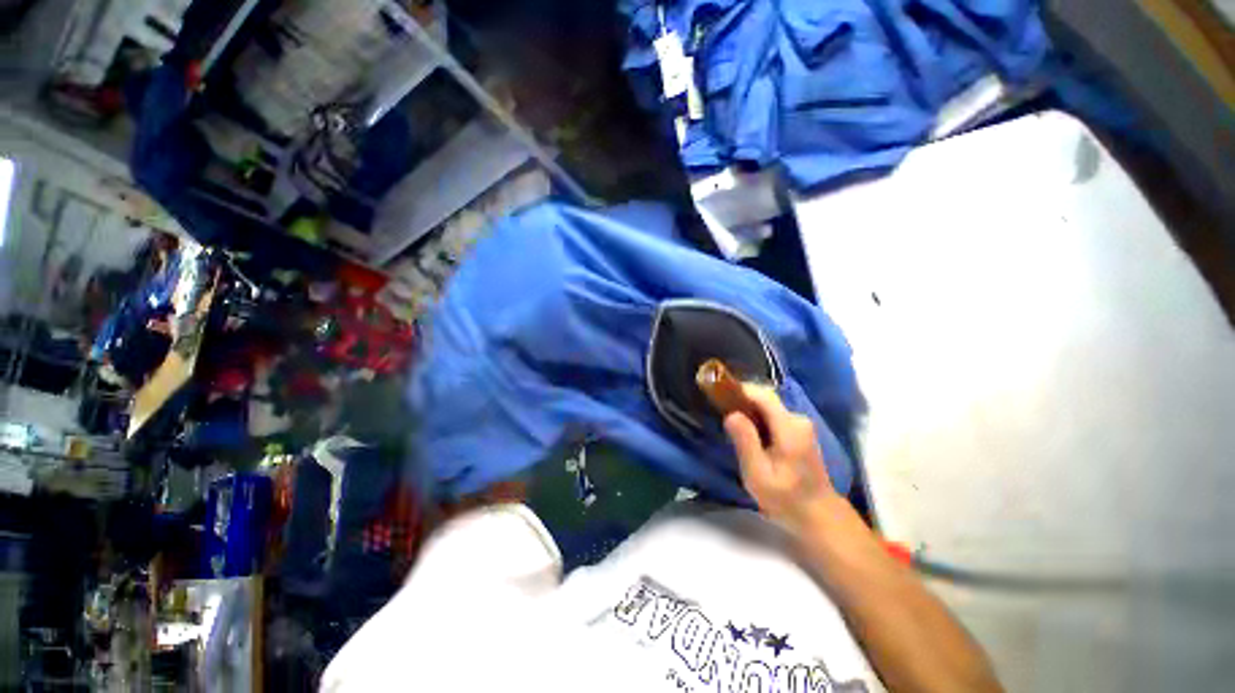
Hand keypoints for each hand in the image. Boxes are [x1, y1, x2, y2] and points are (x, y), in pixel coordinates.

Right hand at [723, 383, 838, 530]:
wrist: (819, 516)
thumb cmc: (785, 499)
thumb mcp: (758, 474)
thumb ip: (745, 441)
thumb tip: (731, 414)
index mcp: (789, 427)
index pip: (763, 395)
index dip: (740, 390)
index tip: (719, 394)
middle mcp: (798, 420)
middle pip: (765, 399)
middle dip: (742, 401)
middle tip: (720, 413)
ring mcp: (801, 425)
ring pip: (768, 407)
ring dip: (748, 410)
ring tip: (730, 424)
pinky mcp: (799, 431)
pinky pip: (773, 415)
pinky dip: (757, 418)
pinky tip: (748, 434)